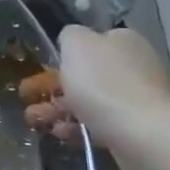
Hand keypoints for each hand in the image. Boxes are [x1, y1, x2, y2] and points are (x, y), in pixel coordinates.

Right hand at [21, 25, 169, 158]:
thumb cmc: (103, 82)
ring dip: (60, 109)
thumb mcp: (76, 44)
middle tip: (29, 98)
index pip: (91, 41)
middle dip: (54, 88)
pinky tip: (61, 134)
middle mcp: (136, 65)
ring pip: (90, 100)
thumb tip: (71, 41)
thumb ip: (69, 35)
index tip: (42, 70)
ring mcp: (138, 98)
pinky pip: (101, 123)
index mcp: (124, 40)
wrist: (140, 133)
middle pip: (87, 74)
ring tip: (36, 120)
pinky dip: (78, 127)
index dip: (64, 55)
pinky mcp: (137, 127)